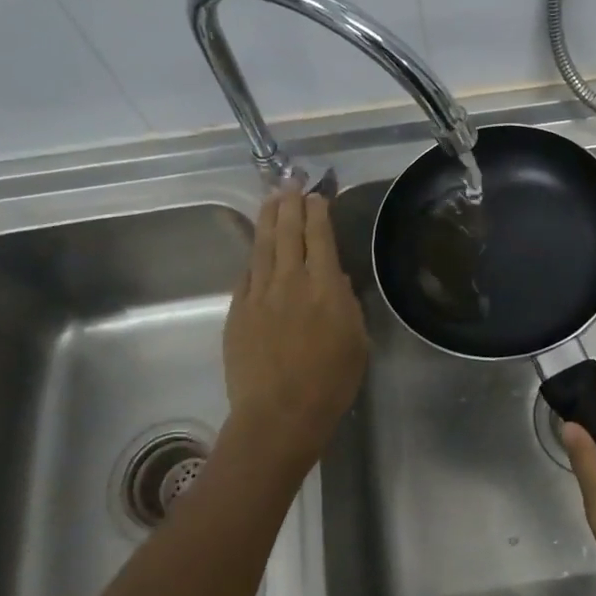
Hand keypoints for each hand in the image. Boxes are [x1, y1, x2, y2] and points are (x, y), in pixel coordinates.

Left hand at [221, 185, 367, 478]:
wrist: (278, 415)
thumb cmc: (330, 382)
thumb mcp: (357, 341)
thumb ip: (347, 305)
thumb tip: (337, 280)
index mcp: (324, 286)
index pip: (320, 236)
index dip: (317, 212)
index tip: (316, 194)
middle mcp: (290, 280)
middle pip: (288, 232)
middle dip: (290, 203)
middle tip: (289, 181)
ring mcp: (259, 294)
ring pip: (263, 246)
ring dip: (268, 219)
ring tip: (270, 198)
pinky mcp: (238, 311)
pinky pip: (247, 273)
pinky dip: (254, 255)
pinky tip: (256, 247)